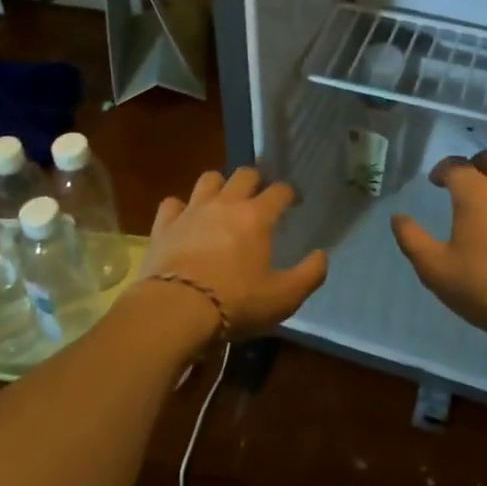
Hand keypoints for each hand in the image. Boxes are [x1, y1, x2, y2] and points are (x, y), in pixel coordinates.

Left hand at [134, 166, 326, 339]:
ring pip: (208, 179)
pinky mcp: (164, 225)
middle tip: (258, 197)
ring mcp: (192, 211)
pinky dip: (180, 207)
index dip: (290, 193)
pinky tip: (184, 219)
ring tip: (222, 200)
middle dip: (255, 180)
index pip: (279, 191)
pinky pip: (172, 203)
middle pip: (244, 174)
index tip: (294, 203)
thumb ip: (310, 275)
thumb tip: (322, 255)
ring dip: (218, 185)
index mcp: (257, 216)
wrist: (175, 311)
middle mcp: (226, 204)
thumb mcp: (283, 298)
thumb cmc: (235, 303)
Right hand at [390, 150, 486, 348]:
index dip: (442, 169)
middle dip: (471, 167)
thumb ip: (411, 238)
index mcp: (476, 192)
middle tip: (459, 188)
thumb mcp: (434, 267)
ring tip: (481, 215)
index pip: (456, 165)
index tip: (434, 182)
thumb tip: (398, 218)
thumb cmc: (480, 286)